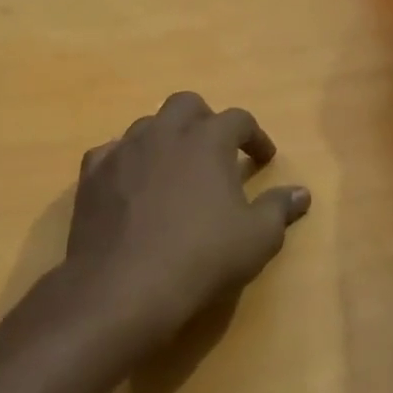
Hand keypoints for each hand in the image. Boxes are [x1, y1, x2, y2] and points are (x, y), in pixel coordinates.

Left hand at [64, 92, 311, 352]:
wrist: (123, 287)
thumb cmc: (201, 257)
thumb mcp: (257, 238)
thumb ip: (279, 208)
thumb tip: (301, 193)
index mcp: (207, 140)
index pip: (238, 119)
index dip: (255, 136)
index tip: (264, 158)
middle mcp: (163, 133)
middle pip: (187, 105)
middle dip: (205, 121)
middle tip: (216, 152)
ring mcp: (123, 151)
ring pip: (147, 125)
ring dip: (166, 138)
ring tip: (175, 169)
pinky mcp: (91, 175)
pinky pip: (111, 153)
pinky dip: (127, 162)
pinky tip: (132, 185)